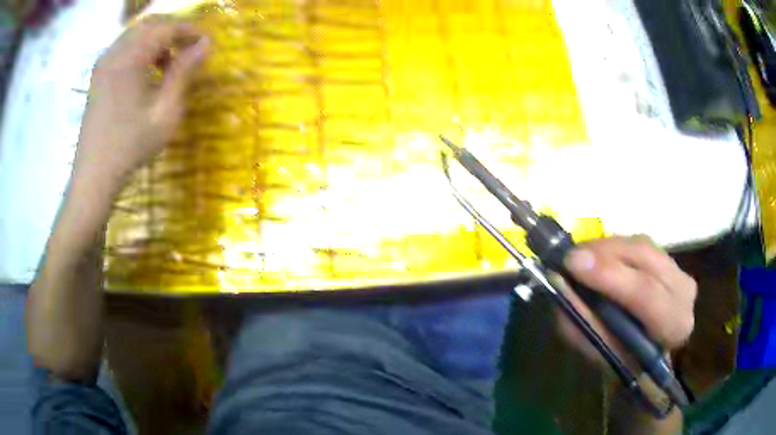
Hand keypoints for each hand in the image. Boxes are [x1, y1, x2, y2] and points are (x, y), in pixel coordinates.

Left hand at [73, 16, 208, 192]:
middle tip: (189, 49)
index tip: (206, 43)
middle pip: (150, 24)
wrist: (94, 176)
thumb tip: (204, 46)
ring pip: (136, 34)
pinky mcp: (98, 75)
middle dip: (173, 31)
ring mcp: (103, 63)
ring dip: (156, 40)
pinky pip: (123, 48)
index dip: (190, 31)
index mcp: (130, 58)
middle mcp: (115, 52)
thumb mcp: (165, 113)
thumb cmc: (130, 147)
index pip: (166, 28)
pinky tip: (146, 71)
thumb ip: (183, 73)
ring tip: (168, 63)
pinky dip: (140, 49)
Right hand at [557, 235, 697, 365]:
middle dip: (604, 254)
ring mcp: (679, 269)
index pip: (646, 293)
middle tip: (570, 256)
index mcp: (674, 325)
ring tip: (579, 256)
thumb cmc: (625, 360)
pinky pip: (638, 243)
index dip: (609, 276)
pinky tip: (597, 256)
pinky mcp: (669, 258)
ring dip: (606, 247)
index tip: (573, 263)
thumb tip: (562, 288)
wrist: (649, 351)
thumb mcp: (602, 353)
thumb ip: (585, 324)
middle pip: (645, 258)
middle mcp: (684, 290)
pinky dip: (613, 247)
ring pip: (641, 245)